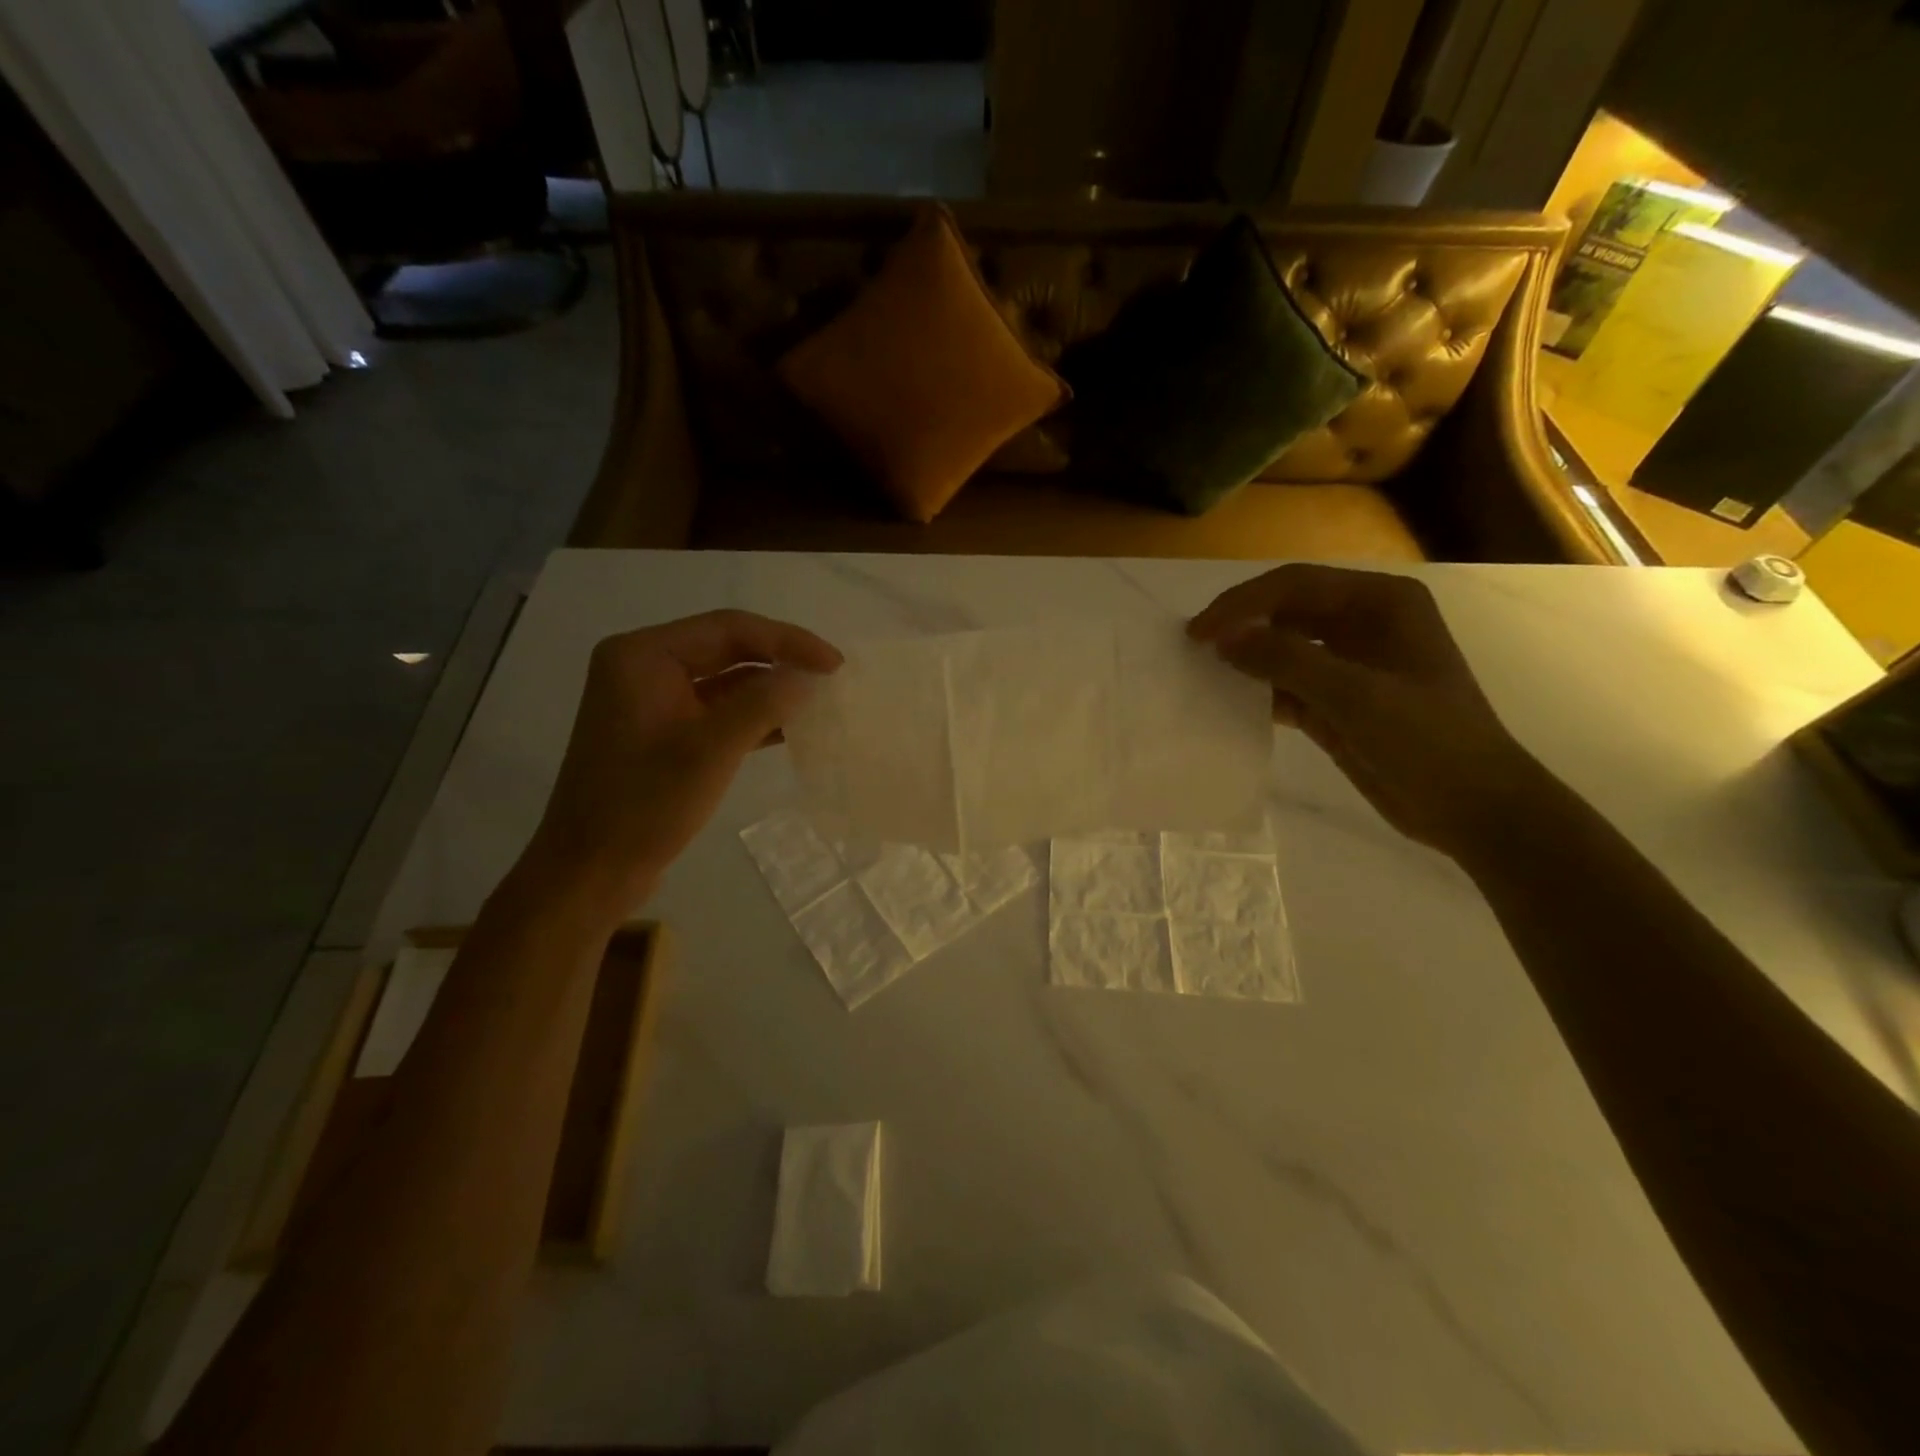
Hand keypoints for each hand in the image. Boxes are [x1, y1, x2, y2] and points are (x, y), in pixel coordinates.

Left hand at [521, 610, 842, 916]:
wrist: (591, 871)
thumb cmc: (644, 806)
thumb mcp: (710, 750)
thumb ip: (763, 703)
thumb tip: (809, 674)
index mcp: (643, 655)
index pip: (728, 628)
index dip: (787, 640)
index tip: (834, 663)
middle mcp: (644, 666)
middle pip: (726, 648)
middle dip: (780, 661)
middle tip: (831, 677)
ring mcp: (651, 700)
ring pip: (724, 679)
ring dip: (770, 689)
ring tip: (818, 700)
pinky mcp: (661, 731)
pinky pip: (715, 709)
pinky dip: (751, 715)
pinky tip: (790, 728)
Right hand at [1189, 565, 1538, 855]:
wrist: (1472, 808)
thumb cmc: (1428, 740)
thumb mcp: (1355, 694)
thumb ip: (1286, 660)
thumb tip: (1223, 638)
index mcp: (1379, 603)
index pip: (1295, 585)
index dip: (1243, 604)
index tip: (1199, 632)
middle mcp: (1362, 624)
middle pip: (1285, 611)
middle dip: (1240, 625)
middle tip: (1193, 647)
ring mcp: (1349, 665)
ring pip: (1282, 648)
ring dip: (1246, 658)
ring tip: (1202, 672)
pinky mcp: (1336, 703)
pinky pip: (1286, 685)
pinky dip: (1258, 692)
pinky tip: (1228, 703)